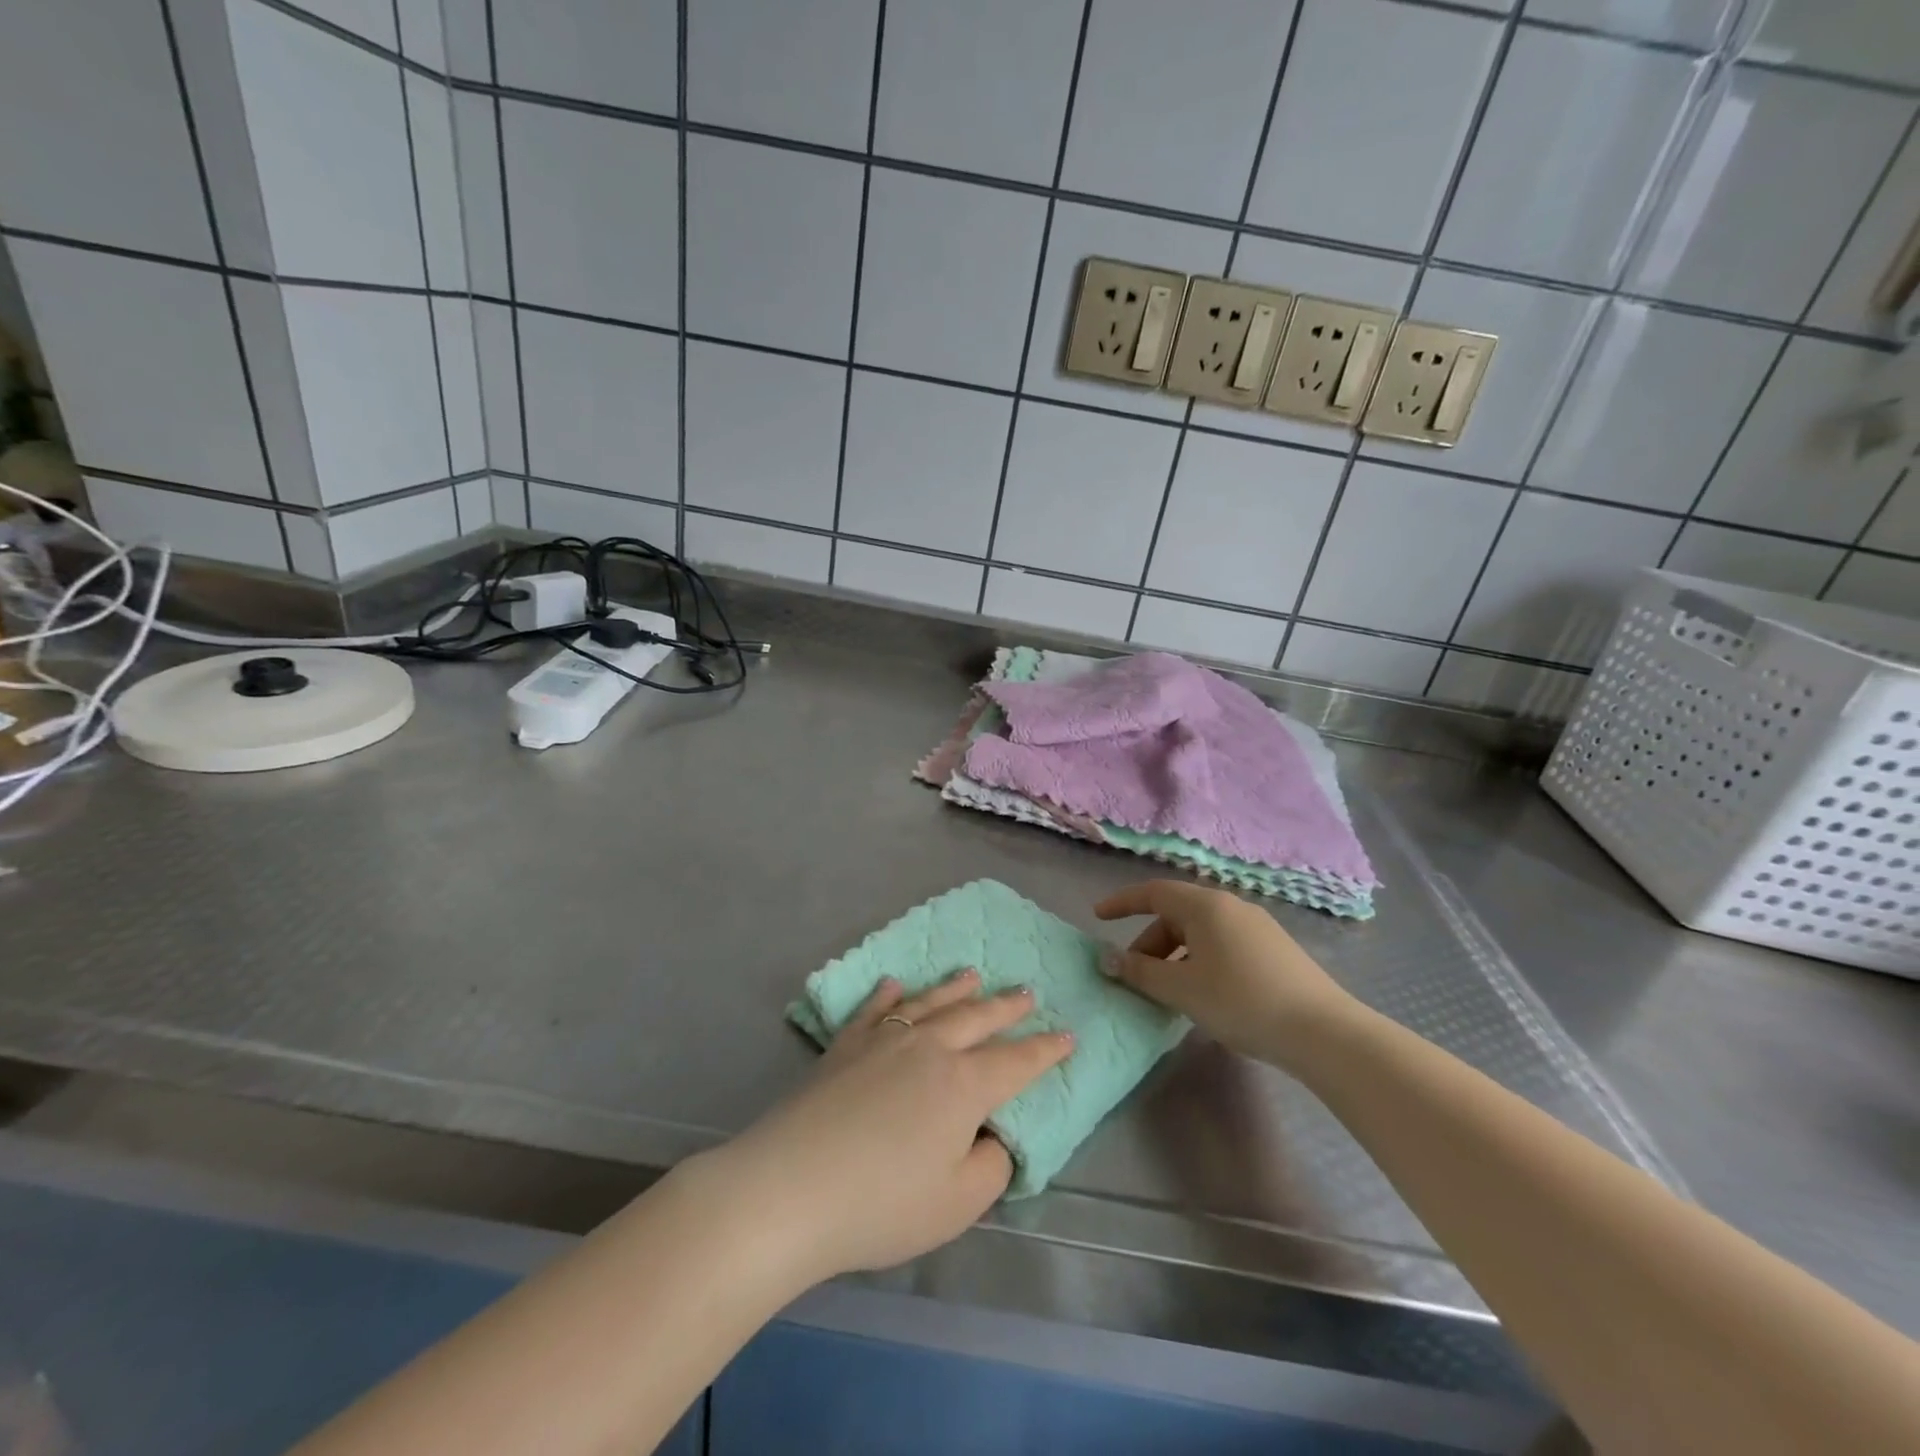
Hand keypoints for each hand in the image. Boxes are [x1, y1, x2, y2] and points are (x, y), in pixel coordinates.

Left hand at [703, 970, 1072, 1287]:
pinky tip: (893, 983)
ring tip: (973, 973)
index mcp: (963, 1084)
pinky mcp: (844, 1045)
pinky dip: (887, 994)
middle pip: (977, 1018)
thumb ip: (990, 1165)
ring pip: (930, 1002)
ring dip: (955, 988)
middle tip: (1028, 991)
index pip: (1016, 1062)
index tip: (1068, 1035)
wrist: (790, 1187)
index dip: (1045, 1051)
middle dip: (1007, 1006)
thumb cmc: (882, 1203)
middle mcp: (928, 1047)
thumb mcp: (957, 1203)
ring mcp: (883, 1039)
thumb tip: (992, 1135)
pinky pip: (873, 1009)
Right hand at [1095, 880, 1358, 1068]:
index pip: (1153, 892)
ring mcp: (1257, 926)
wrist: (1322, 1032)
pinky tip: (1204, 994)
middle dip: (1149, 943)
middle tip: (1135, 976)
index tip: (1097, 917)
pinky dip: (1200, 961)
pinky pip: (1222, 944)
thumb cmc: (1240, 1001)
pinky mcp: (1274, 949)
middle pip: (1176, 914)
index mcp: (1205, 905)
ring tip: (1168, 992)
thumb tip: (1109, 959)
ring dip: (1175, 956)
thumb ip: (1140, 972)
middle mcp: (1230, 906)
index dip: (1122, 903)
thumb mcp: (1181, 989)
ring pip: (1200, 932)